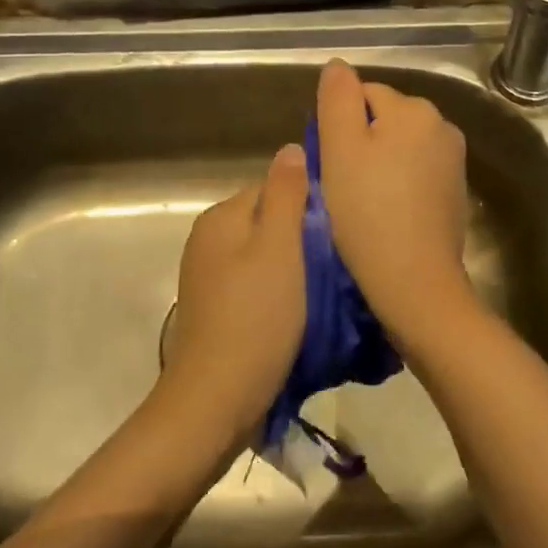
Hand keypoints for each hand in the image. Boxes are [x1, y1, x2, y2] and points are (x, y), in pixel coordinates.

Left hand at [157, 143, 309, 448]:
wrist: (217, 399)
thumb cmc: (256, 317)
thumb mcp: (280, 247)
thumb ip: (286, 194)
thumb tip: (292, 148)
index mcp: (222, 217)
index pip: (274, 188)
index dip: (309, 205)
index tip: (338, 233)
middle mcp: (209, 239)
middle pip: (270, 221)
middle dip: (303, 238)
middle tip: (337, 265)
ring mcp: (209, 275)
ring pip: (266, 254)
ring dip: (295, 268)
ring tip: (324, 291)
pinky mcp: (217, 307)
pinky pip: (257, 283)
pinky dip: (279, 291)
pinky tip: (299, 313)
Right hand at [315, 59, 476, 344]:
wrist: (415, 280)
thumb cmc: (367, 211)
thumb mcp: (338, 149)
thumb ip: (337, 99)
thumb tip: (338, 65)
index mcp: (414, 110)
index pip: (364, 94)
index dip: (338, 124)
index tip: (328, 161)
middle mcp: (441, 126)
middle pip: (385, 120)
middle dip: (360, 142)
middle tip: (340, 183)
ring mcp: (453, 161)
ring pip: (400, 148)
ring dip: (379, 165)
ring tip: (359, 201)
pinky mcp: (455, 193)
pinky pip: (416, 174)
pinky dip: (398, 185)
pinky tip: (384, 214)